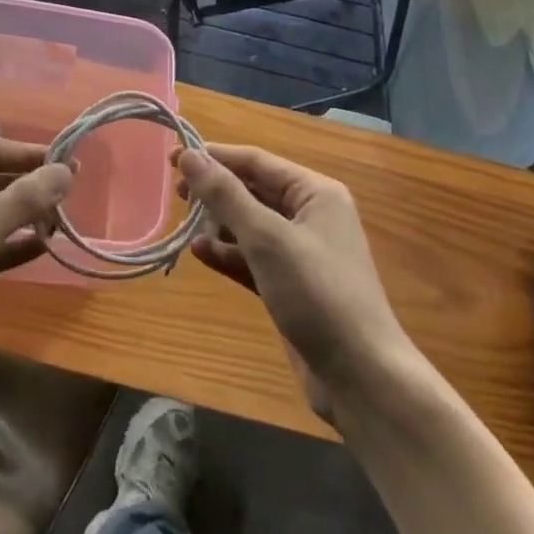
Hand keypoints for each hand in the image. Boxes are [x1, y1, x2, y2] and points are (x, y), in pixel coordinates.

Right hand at [182, 145, 414, 417]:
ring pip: (250, 225)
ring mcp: (301, 253)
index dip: (214, 156)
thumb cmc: (317, 294)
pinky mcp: (291, 286)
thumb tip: (188, 155)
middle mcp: (310, 216)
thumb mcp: (267, 239)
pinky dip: (228, 253)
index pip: (256, 161)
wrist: (361, 378)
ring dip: (218, 223)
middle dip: (215, 190)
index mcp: (315, 193)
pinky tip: (200, 253)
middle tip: (174, 193)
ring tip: (184, 224)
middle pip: (253, 190)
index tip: (172, 157)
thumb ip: (225, 195)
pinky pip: (252, 258)